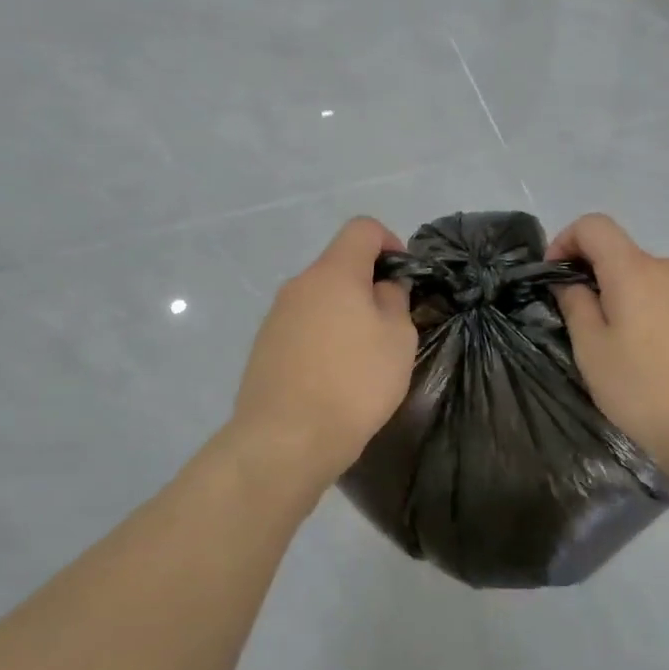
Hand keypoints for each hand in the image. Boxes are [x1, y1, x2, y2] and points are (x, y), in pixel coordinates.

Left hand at [231, 217, 417, 480]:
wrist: (285, 440)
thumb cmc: (354, 383)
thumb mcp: (397, 339)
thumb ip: (394, 300)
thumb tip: (383, 287)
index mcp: (333, 272)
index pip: (362, 228)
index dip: (390, 242)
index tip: (404, 280)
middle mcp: (300, 285)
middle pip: (340, 265)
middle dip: (369, 285)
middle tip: (391, 327)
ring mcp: (276, 316)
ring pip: (321, 298)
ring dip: (346, 314)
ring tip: (364, 358)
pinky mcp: (264, 347)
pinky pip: (304, 326)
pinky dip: (324, 338)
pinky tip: (334, 378)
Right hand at [549, 214, 668, 481]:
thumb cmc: (646, 388)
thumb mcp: (593, 350)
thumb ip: (576, 306)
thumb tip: (571, 282)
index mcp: (633, 269)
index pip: (593, 225)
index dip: (564, 241)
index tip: (553, 279)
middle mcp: (666, 269)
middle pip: (619, 254)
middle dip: (590, 278)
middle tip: (577, 325)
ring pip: (643, 281)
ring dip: (619, 300)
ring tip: (613, 350)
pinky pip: (666, 302)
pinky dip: (645, 315)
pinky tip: (648, 361)